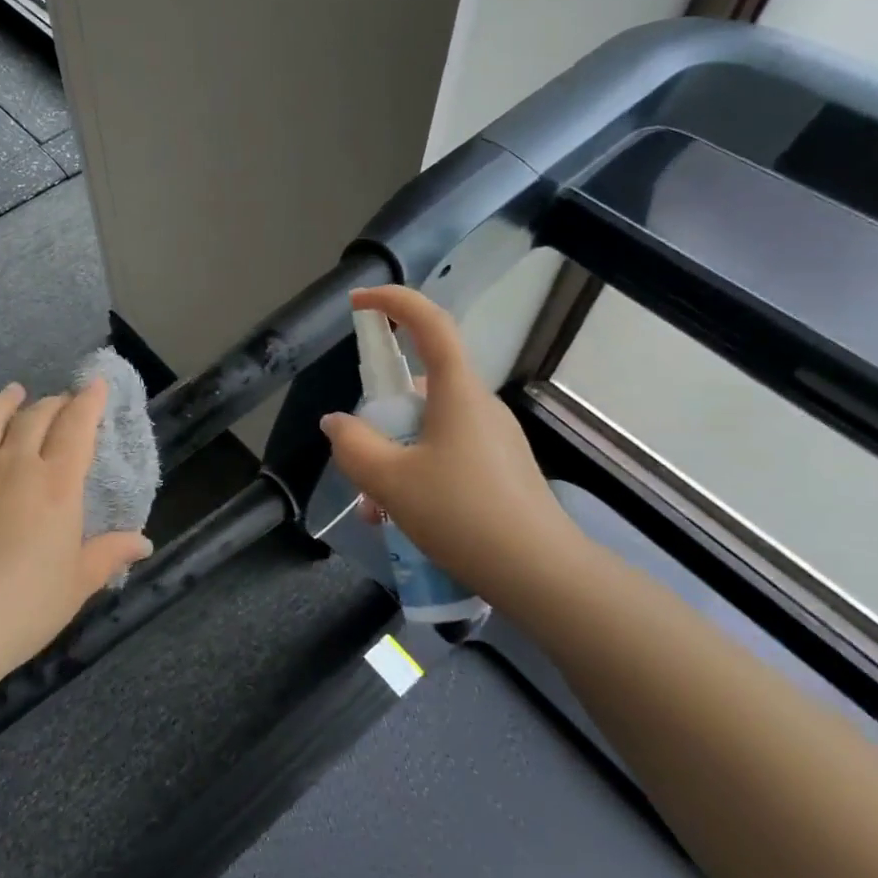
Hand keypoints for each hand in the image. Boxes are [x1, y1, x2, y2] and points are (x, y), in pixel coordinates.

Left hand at [0, 380, 153, 686]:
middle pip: (34, 417)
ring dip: (3, 401)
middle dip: (53, 403)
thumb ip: (108, 555)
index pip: (76, 427)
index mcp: (55, 485)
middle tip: (61, 401)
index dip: (89, 402)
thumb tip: (144, 542)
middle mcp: (13, 465)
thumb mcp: (76, 586)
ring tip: (13, 392)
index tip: (96, 384)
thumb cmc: (20, 609)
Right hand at [320, 285, 578, 604]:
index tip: (358, 303)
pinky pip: (445, 458)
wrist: (540, 575)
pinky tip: (401, 522)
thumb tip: (337, 423)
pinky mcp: (499, 471)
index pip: (429, 323)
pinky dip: (416, 478)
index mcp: (457, 392)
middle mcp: (478, 406)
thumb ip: (353, 445)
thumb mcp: (390, 481)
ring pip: (427, 432)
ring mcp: (493, 440)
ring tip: (376, 511)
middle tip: (358, 460)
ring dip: (394, 460)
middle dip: (380, 420)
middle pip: (419, 390)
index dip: (393, 302)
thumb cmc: (462, 514)